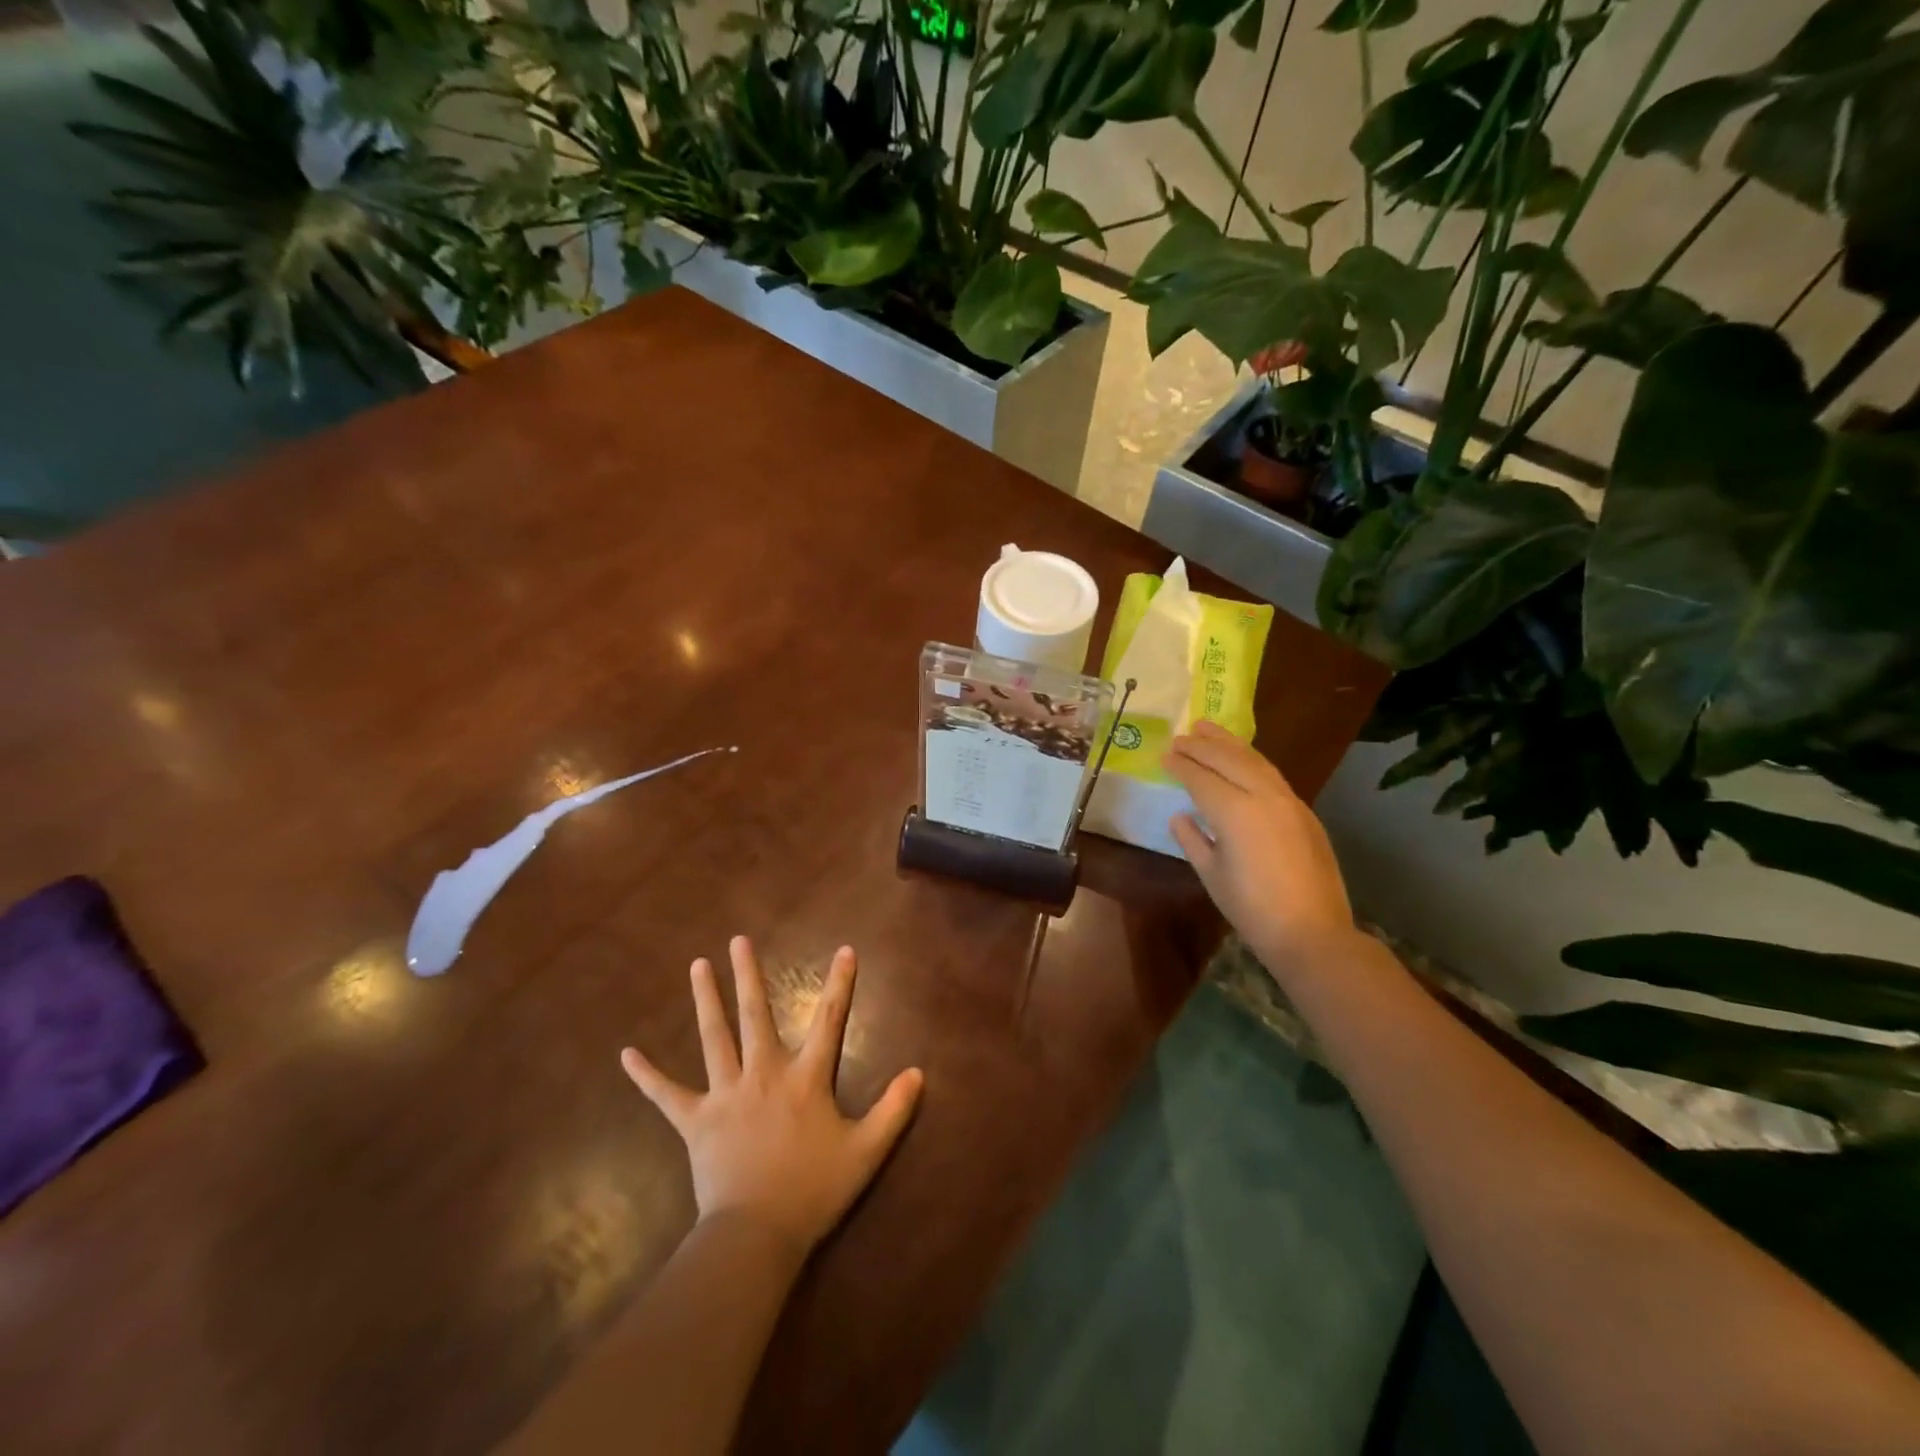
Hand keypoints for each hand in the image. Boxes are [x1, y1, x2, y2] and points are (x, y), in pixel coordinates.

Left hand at [621, 937, 923, 1262]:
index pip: (829, 1020)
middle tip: (738, 940)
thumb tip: (918, 1073)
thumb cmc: (814, 1191)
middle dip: (749, 975)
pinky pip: (667, 1095)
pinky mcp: (696, 1121)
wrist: (756, 1236)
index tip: (844, 950)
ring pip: (714, 1037)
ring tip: (698, 965)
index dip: (840, 983)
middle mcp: (764, 1073)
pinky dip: (647, 1075)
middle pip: (756, 1015)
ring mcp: (726, 1094)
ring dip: (706, 999)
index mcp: (806, 1078)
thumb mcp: (866, 1152)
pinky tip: (626, 1053)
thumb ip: (894, 1110)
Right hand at [1162, 720, 1358, 977]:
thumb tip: (1180, 816)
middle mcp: (1263, 796)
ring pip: (1255, 761)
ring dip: (1229, 744)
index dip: (1180, 765)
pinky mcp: (1304, 812)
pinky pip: (1272, 774)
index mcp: (1235, 812)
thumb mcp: (1212, 875)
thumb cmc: (1251, 909)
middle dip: (1202, 746)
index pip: (1201, 778)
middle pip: (1228, 760)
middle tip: (1180, 735)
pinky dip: (1251, 760)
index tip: (1163, 754)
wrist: (1312, 932)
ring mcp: (1289, 801)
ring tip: (1208, 729)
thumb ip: (1192, 840)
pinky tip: (1241, 758)